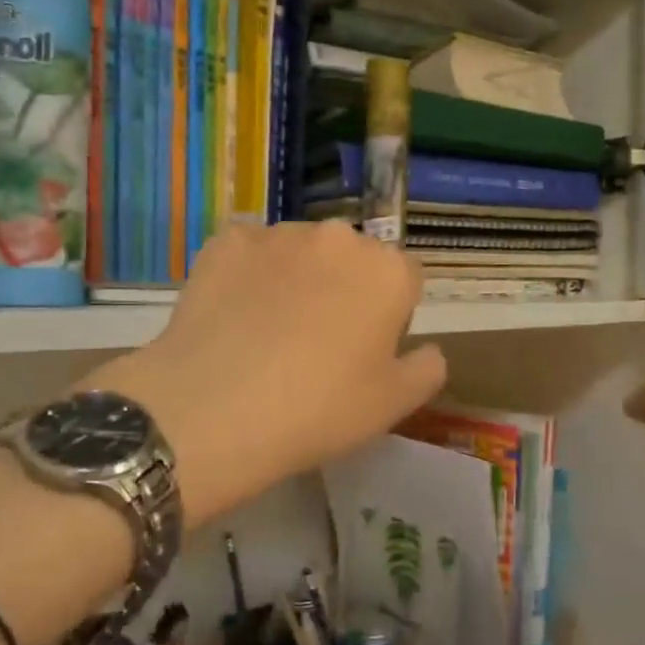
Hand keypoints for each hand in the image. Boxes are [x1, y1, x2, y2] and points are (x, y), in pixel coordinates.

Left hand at [91, 222, 446, 523]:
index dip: (389, 315)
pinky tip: (232, 317)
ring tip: (267, 332)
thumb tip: (429, 349)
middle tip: (316, 342)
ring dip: (296, 278)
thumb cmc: (318, 410)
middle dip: (343, 288)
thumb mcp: (393, 405)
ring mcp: (278, 234)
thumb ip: (427, 369)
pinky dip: (247, 275)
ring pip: (299, 252)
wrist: (215, 410)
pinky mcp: (226, 241)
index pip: (404, 280)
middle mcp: (338, 238)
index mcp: (387, 271)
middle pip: (352, 259)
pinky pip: (249, 253)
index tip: (365, 351)